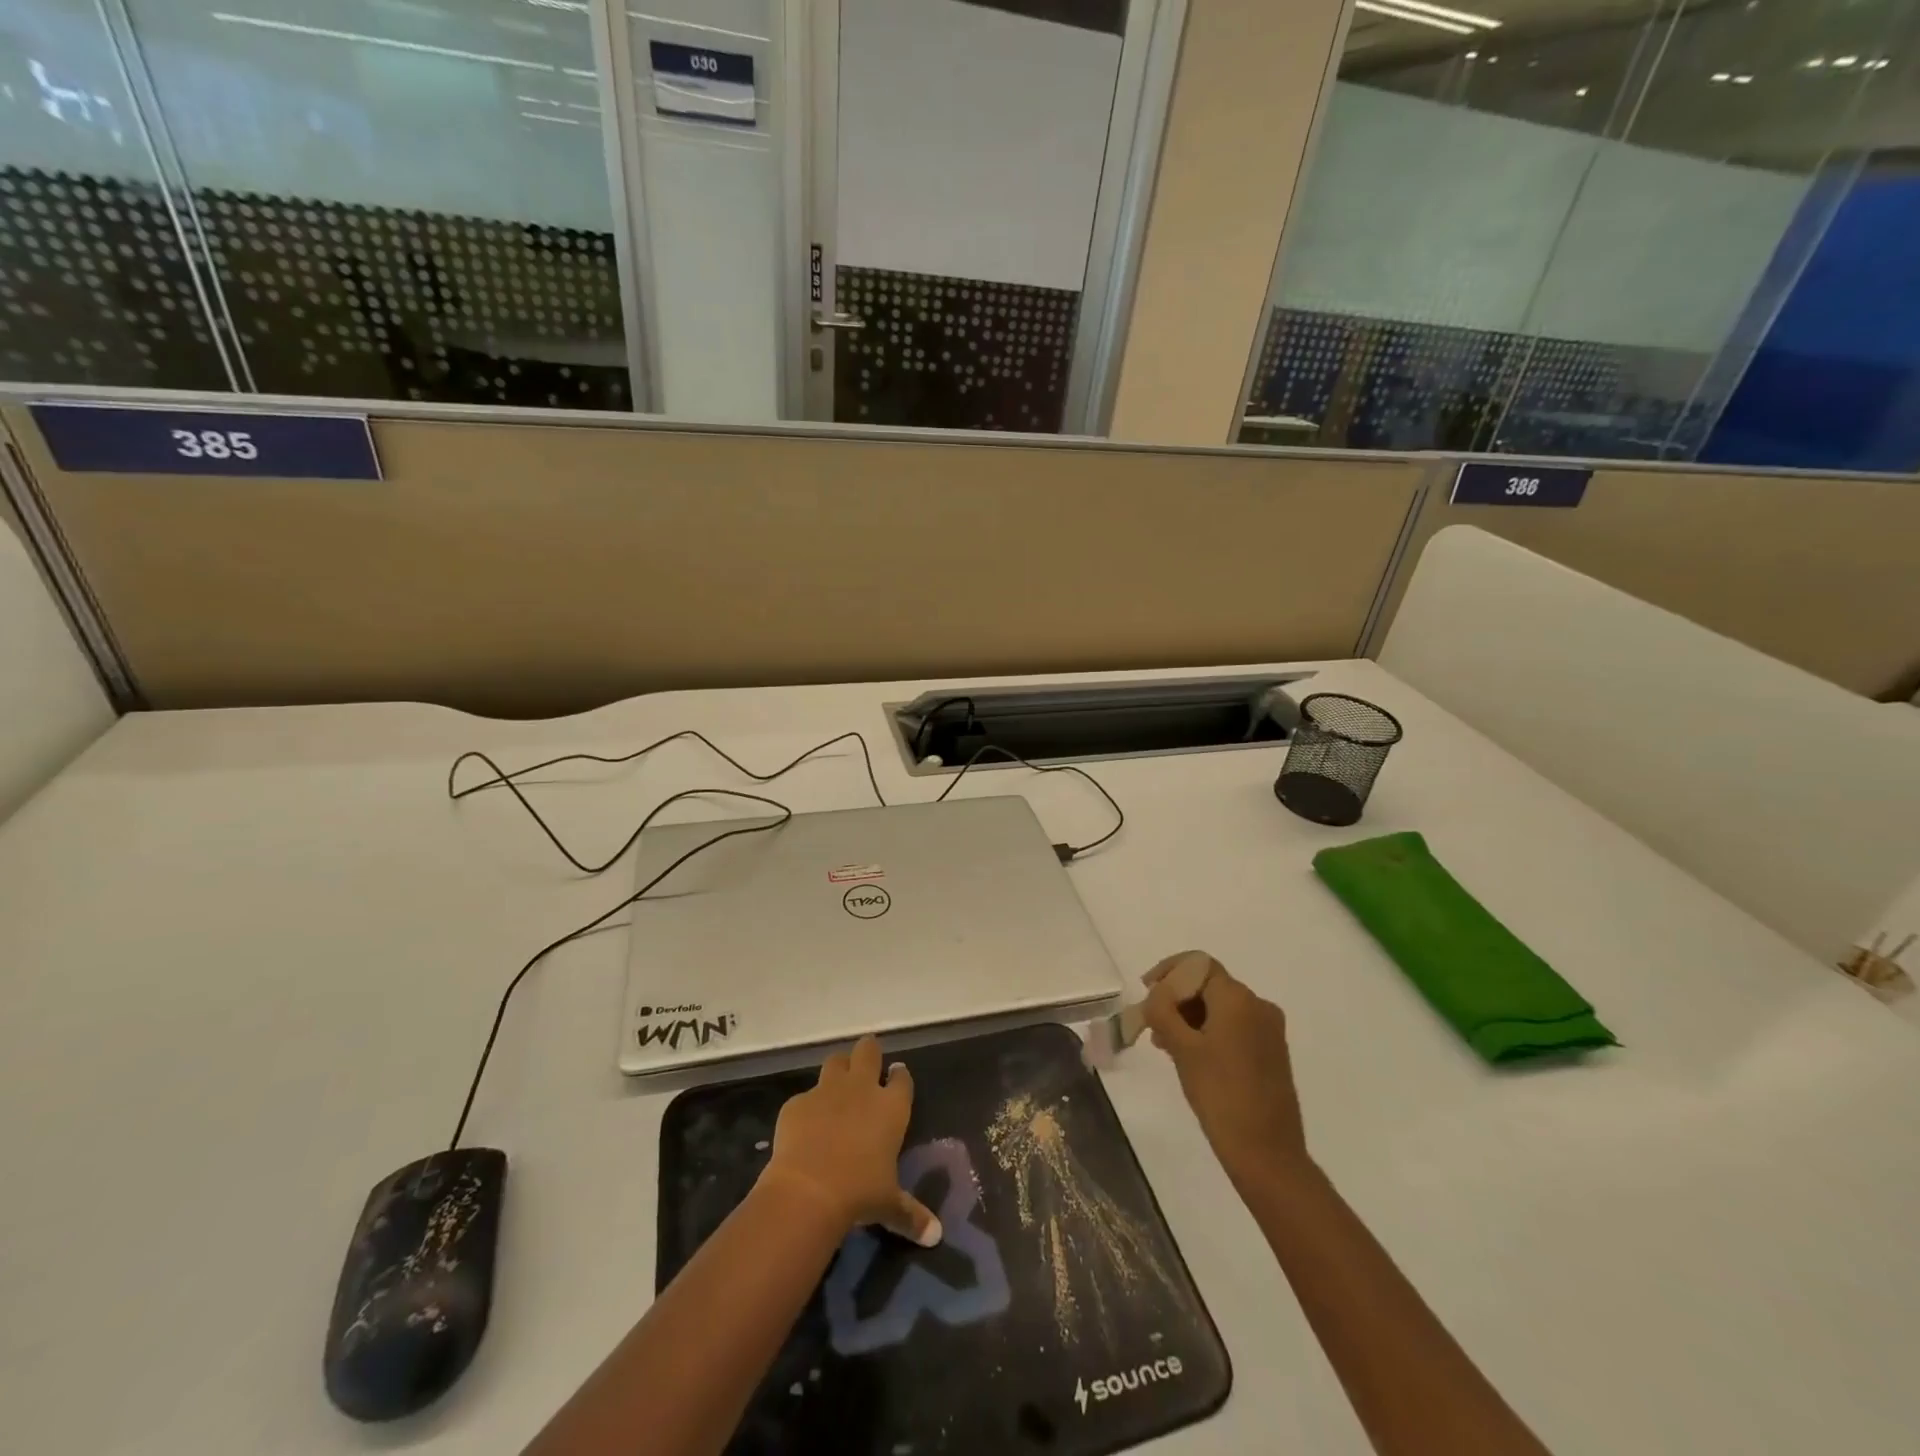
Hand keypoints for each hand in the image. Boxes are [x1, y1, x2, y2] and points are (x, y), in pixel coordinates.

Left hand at [763, 1035, 941, 1246]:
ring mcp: (827, 1091)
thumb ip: (911, 1215)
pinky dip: (807, 1107)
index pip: (901, 1079)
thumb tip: (935, 1236)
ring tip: (838, 1084)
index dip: (899, 1076)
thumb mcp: (889, 1205)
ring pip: (835, 1061)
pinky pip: (805, 1097)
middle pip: (868, 1051)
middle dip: (869, 1052)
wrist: (809, 1189)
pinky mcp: (797, 1102)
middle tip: (868, 1061)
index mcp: (890, 1107)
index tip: (897, 1075)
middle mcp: (861, 1089)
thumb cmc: (860, 1193)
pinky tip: (804, 1126)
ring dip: (839, 1068)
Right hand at [1142, 955, 1311, 1185]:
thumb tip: (1156, 992)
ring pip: (1220, 1008)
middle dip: (1177, 998)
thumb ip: (1163, 1011)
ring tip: (1165, 1044)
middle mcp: (1258, 1006)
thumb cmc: (1220, 1095)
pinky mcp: (1271, 1052)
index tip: (1146, 992)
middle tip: (1151, 1024)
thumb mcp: (1182, 1048)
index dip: (1168, 971)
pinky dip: (1208, 1032)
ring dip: (1190, 1017)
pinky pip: (1234, 1027)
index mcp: (1238, 999)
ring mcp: (1269, 1030)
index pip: (1198, 964)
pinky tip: (1189, 1056)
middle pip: (1209, 985)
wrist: (1268, 1154)